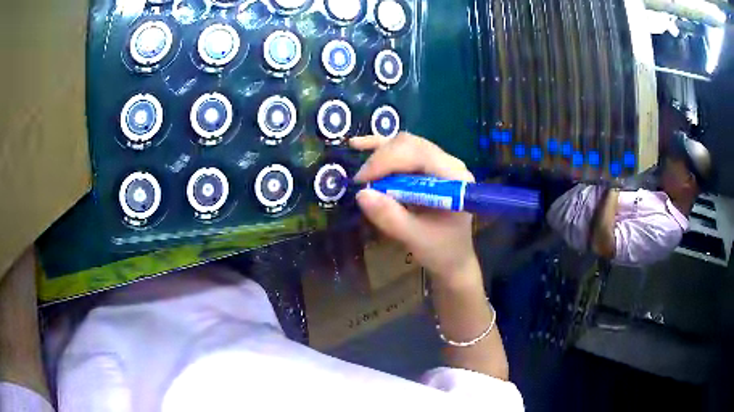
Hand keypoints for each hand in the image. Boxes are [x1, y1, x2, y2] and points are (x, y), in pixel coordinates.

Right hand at [350, 133, 478, 286]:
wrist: (454, 258)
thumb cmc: (440, 250)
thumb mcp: (415, 238)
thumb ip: (391, 217)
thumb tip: (362, 194)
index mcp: (454, 178)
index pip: (418, 154)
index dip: (387, 161)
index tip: (362, 182)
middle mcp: (449, 163)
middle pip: (409, 144)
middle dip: (381, 159)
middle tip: (361, 183)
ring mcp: (439, 162)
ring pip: (403, 144)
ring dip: (379, 155)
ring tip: (361, 173)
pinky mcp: (427, 167)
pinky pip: (402, 151)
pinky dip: (381, 150)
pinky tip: (359, 145)